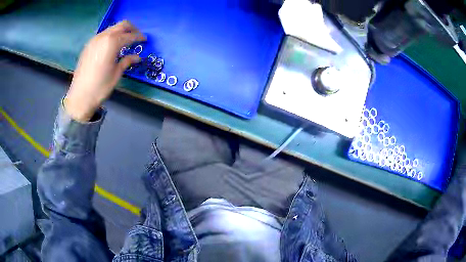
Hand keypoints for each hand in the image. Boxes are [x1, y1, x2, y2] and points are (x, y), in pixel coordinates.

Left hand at [64, 20, 145, 121]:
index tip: (145, 40)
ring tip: (124, 42)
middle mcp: (103, 37)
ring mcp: (94, 40)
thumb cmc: (100, 87)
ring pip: (111, 28)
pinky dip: (110, 36)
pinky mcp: (88, 45)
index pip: (130, 36)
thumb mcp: (116, 74)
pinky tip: (111, 46)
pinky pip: (103, 35)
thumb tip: (137, 57)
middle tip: (136, 37)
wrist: (80, 96)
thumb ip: (127, 61)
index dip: (139, 37)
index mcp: (112, 43)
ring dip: (120, 32)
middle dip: (132, 29)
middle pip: (121, 25)